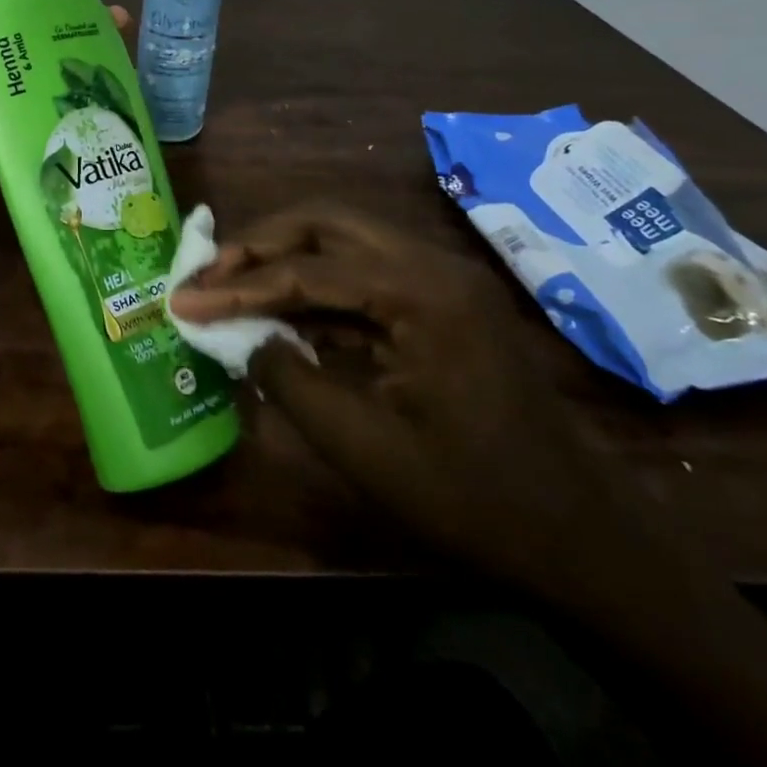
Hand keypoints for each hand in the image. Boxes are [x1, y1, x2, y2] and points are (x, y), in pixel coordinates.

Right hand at [172, 203, 656, 603]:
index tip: (182, 299)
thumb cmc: (472, 500)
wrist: (584, 542)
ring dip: (287, 259)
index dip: (237, 286)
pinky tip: (284, 313)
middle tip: (209, 274)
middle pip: (326, 223)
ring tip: (233, 285)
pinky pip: (366, 274)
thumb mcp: (362, 446)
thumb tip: (242, 336)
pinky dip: (318, 286)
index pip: (307, 271)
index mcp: (421, 292)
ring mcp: (442, 280)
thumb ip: (288, 378)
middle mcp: (432, 264)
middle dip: (260, 245)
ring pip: (346, 241)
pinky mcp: (443, 303)